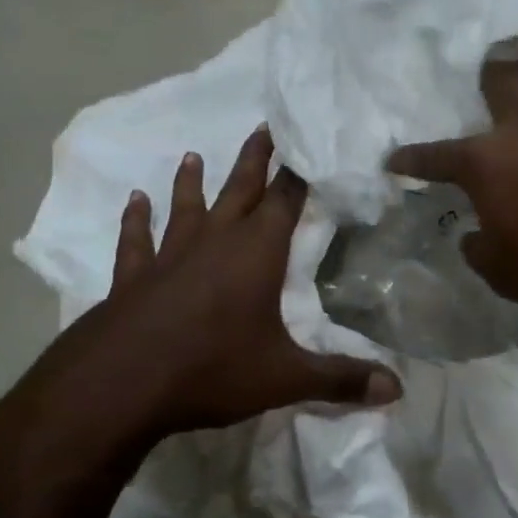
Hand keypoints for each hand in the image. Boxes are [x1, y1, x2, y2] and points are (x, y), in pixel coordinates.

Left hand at [0, 126, 399, 497]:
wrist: (120, 385)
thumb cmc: (212, 370)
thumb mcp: (285, 378)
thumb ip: (341, 379)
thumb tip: (397, 389)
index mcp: (257, 255)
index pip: (286, 202)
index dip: (299, 175)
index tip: (306, 144)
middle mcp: (214, 243)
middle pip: (239, 191)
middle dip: (254, 161)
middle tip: (262, 127)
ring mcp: (169, 257)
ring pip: (186, 208)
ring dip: (192, 182)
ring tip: (192, 154)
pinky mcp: (133, 278)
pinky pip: (136, 241)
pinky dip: (136, 221)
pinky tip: (134, 202)